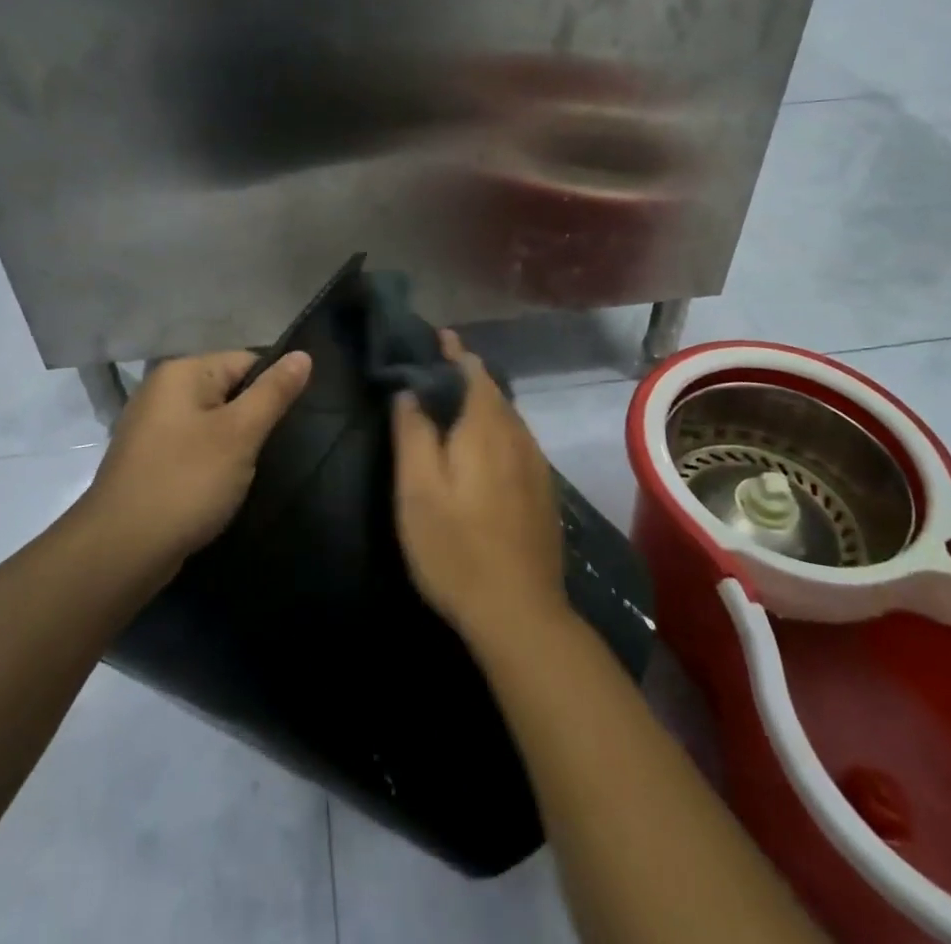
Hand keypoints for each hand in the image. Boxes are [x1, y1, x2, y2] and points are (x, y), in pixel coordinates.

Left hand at [85, 349, 311, 568]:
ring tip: (249, 471)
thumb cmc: (186, 482)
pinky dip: (210, 461)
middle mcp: (162, 390)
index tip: (288, 424)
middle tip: (272, 450)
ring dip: (233, 443)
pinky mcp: (147, 459)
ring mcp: (150, 426)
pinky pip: (192, 446)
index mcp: (182, 372)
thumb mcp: (240, 434)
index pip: (247, 361)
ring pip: (211, 421)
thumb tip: (303, 354)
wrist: (120, 551)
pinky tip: (219, 486)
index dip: (272, 389)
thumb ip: (273, 392)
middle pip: (228, 389)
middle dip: (252, 418)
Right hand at [393, 332, 567, 646]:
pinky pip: (515, 440)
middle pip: (492, 390)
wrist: (520, 613)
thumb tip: (409, 391)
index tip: (434, 337)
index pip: (472, 369)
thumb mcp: (418, 490)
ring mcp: (535, 464)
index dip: (452, 350)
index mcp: (486, 427)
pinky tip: (480, 447)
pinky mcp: (542, 490)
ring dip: (481, 401)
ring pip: (506, 416)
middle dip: (465, 373)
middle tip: (433, 368)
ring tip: (451, 401)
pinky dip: (494, 427)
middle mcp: (517, 435)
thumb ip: (412, 434)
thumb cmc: (457, 547)